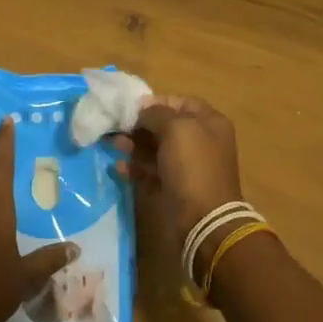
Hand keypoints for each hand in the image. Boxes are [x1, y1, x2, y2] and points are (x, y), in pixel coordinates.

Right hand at [111, 95, 245, 242]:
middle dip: (139, 125)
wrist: (203, 219)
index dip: (156, 102)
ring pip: (156, 149)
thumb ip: (156, 114)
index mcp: (209, 123)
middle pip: (165, 126)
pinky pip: (152, 171)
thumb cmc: (192, 166)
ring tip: (113, 145)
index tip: (131, 108)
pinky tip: (120, 168)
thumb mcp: (176, 128)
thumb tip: (142, 111)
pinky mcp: (175, 187)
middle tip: (115, 127)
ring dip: (134, 146)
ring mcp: (188, 166)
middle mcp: (200, 141)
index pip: (180, 102)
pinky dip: (136, 168)